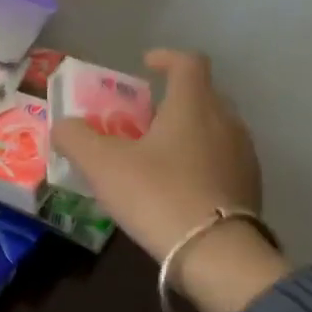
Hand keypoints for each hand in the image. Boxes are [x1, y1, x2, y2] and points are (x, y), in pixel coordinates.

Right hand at [51, 49, 289, 311]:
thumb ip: (76, 138)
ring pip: (212, 130)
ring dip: (183, 134)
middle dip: (169, 102)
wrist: (215, 253)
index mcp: (193, 106)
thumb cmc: (156, 194)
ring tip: (153, 157)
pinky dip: (196, 162)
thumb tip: (63, 125)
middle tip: (137, 120)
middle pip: (201, 97)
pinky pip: (219, 161)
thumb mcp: (101, 164)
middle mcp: (225, 122)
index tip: (145, 64)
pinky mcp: (248, 187)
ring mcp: (243, 155)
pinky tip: (174, 188)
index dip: (166, 58)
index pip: (188, 63)